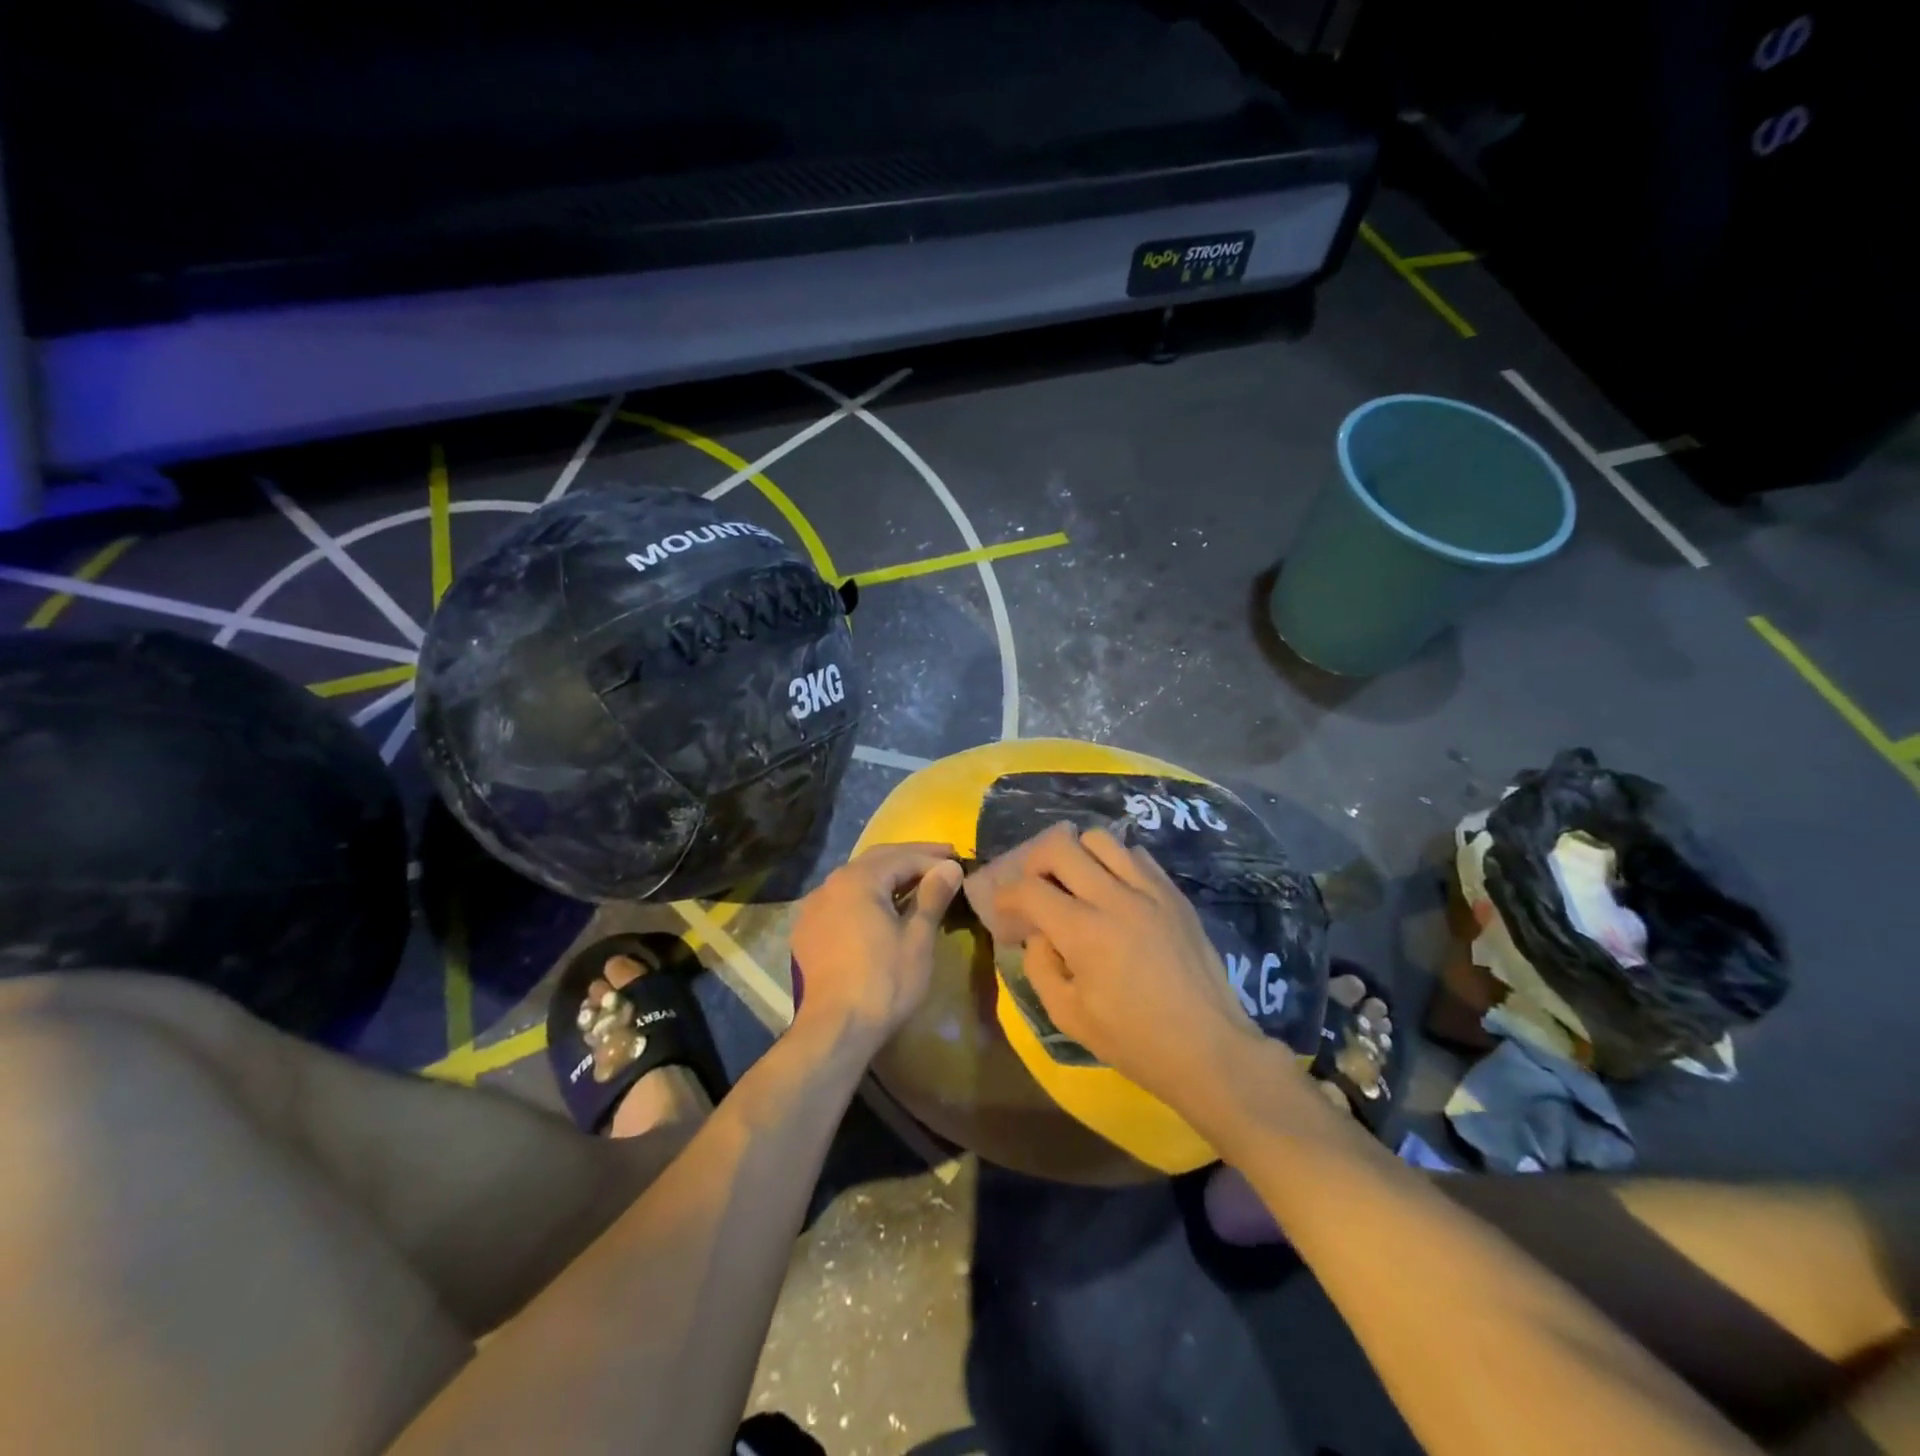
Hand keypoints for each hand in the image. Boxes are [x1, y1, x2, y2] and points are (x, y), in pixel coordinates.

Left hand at [789, 843, 962, 1046]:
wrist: (834, 1030)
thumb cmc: (884, 982)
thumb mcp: (918, 939)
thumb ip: (933, 896)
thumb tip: (950, 867)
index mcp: (857, 880)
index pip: (902, 857)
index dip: (933, 858)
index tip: (958, 861)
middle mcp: (830, 884)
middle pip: (876, 860)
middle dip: (910, 858)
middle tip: (942, 859)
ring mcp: (813, 908)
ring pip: (856, 880)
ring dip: (887, 876)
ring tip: (916, 882)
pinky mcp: (807, 932)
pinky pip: (841, 901)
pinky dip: (865, 897)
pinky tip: (881, 909)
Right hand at [992, 824, 1267, 1110]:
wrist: (1208, 1048)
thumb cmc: (1134, 1041)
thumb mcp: (1068, 1016)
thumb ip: (1040, 966)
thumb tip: (1038, 933)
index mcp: (1084, 933)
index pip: (1028, 889)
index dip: (1005, 896)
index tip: (1003, 911)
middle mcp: (1115, 899)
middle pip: (1060, 845)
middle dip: (1034, 862)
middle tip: (1034, 887)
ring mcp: (1150, 891)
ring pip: (1100, 839)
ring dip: (1076, 855)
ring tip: (1075, 883)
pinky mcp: (1174, 894)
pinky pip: (1136, 855)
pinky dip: (1114, 863)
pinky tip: (1113, 891)